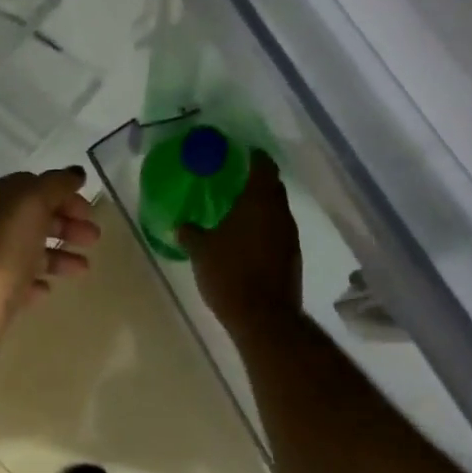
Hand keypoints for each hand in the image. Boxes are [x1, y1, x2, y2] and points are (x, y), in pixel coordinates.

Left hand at [0, 167, 100, 385]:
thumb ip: (56, 185)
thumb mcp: (32, 204)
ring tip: (84, 268)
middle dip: (66, 224)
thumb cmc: (2, 251)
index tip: (90, 211)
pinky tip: (50, 289)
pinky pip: (19, 282)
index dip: (64, 195)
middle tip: (94, 239)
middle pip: (34, 218)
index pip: (35, 187)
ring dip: (59, 255)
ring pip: (30, 250)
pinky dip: (37, 281)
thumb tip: (75, 172)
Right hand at [179, 152, 302, 339]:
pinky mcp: (292, 258)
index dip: (253, 156)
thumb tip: (179, 224)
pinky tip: (246, 238)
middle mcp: (280, 213)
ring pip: (276, 210)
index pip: (263, 166)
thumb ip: (190, 233)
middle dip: (256, 180)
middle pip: (272, 187)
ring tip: (236, 209)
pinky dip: (264, 228)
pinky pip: (277, 232)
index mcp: (259, 201)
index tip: (239, 152)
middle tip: (232, 179)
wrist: (265, 320)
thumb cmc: (231, 274)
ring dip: (260, 207)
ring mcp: (290, 237)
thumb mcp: (201, 252)